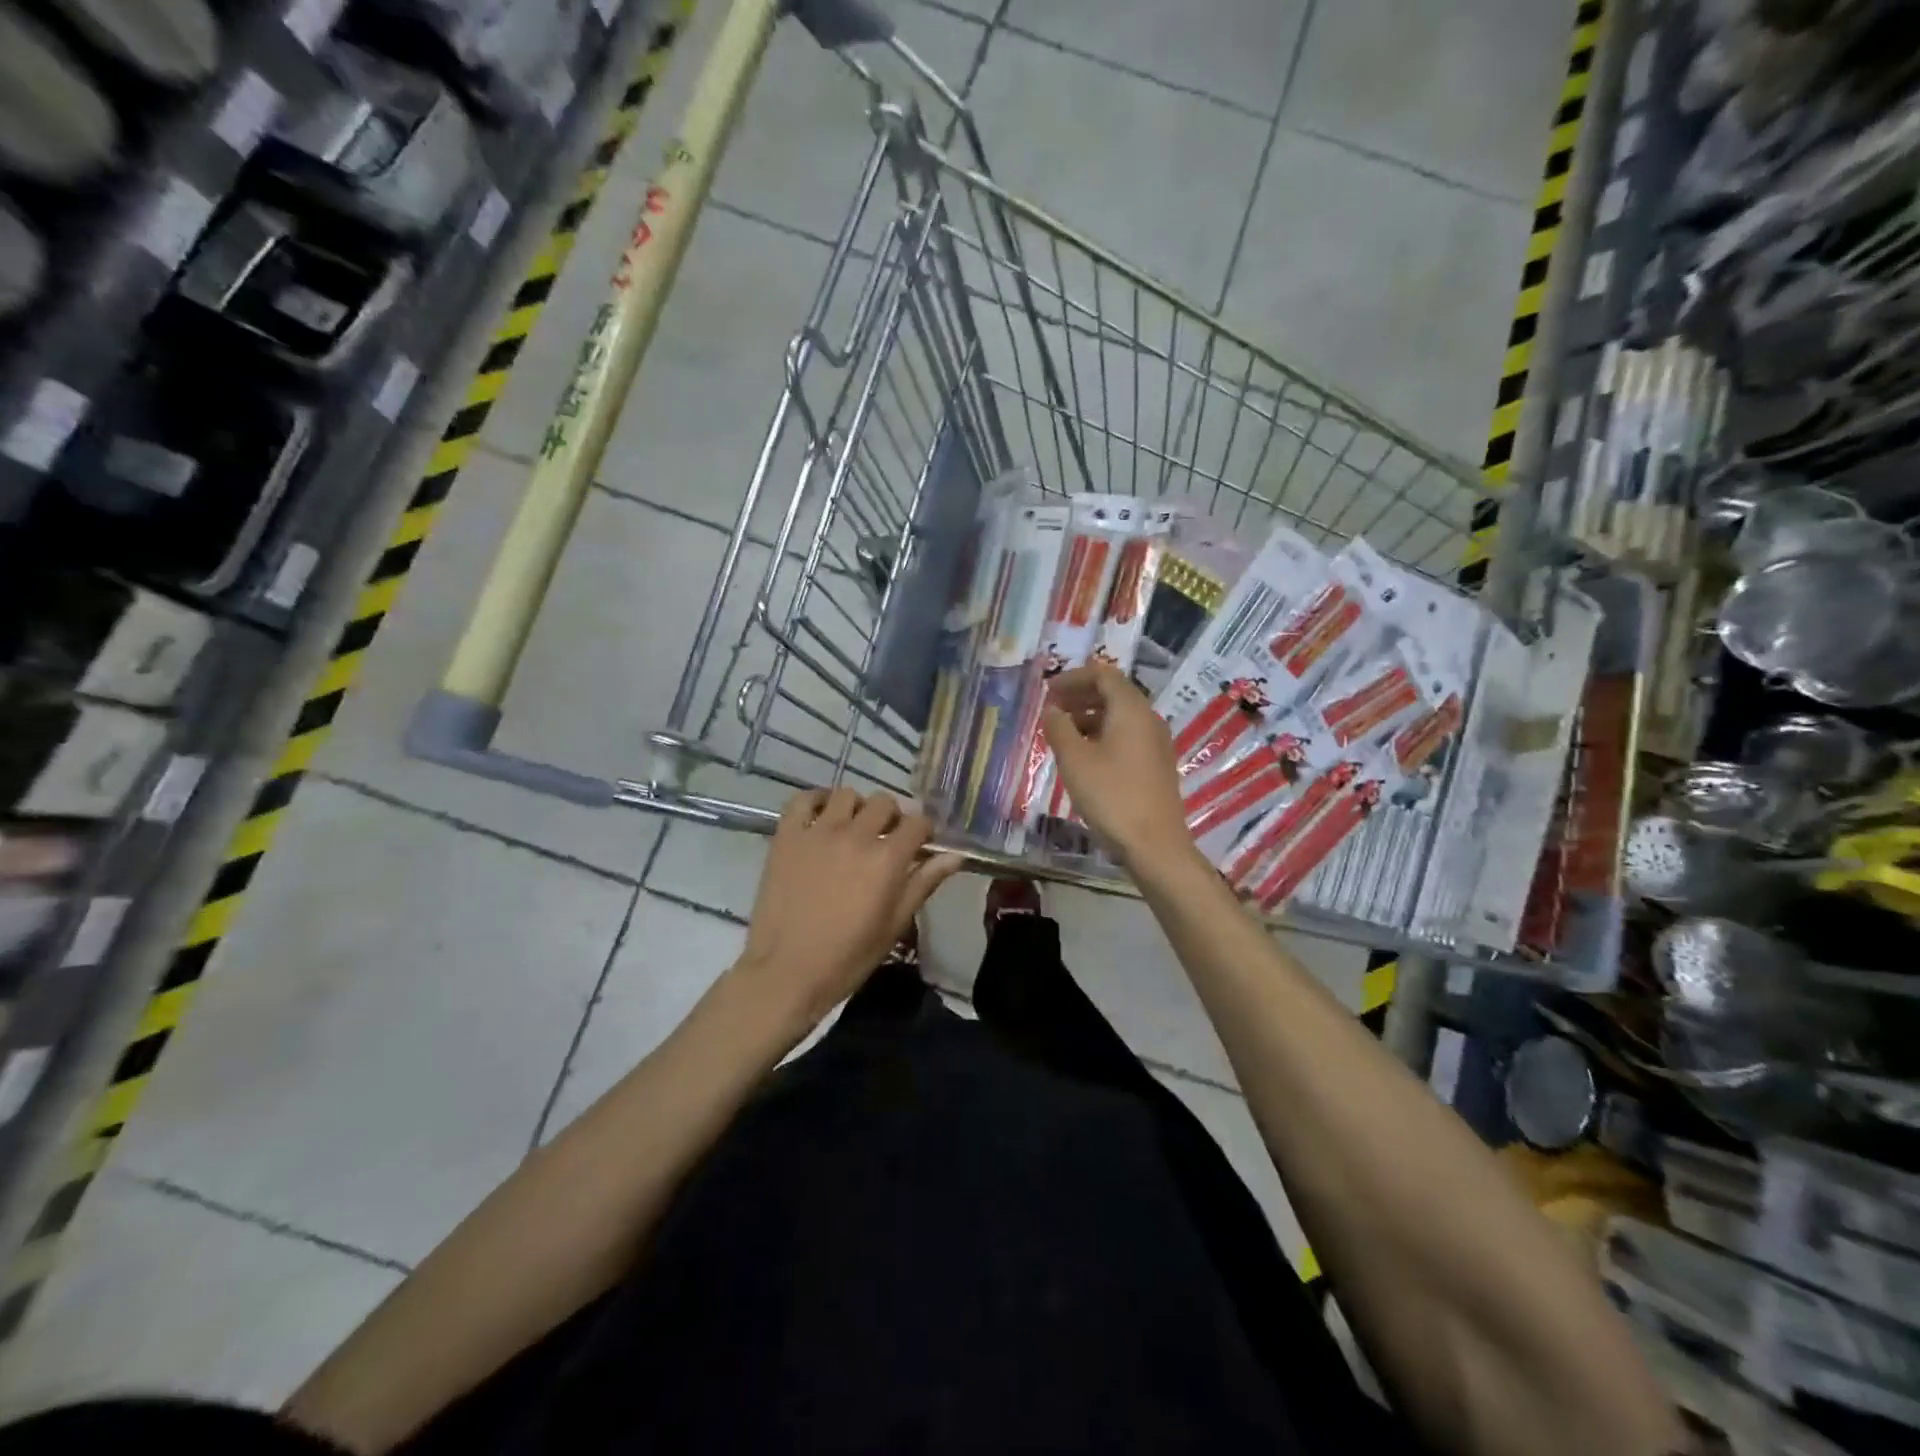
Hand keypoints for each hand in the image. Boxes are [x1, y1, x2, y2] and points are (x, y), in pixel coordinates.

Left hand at [735, 788, 962, 1027]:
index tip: (920, 844)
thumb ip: (924, 883)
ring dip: (857, 808)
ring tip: (852, 829)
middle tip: (886, 838)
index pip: (918, 822)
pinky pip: (802, 799)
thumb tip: (955, 856)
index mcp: (887, 859)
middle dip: (892, 817)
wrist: (786, 972)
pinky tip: (821, 817)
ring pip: (846, 795)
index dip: (924, 831)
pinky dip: (815, 801)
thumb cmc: (847, 957)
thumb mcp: (895, 924)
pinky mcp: (787, 836)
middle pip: (884, 802)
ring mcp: (818, 832)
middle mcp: (855, 835)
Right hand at [1041, 663, 1194, 868]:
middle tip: (1052, 709)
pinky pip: (1127, 736)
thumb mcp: (1075, 760)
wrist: (1154, 844)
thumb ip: (1059, 728)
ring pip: (1120, 716)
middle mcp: (1149, 719)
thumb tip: (1052, 710)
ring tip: (1062, 733)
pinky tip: (1084, 756)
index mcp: (1131, 710)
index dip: (1073, 677)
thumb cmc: (1111, 796)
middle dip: (1080, 695)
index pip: (1104, 674)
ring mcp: (1156, 743)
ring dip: (1090, 716)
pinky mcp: (1156, 765)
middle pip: (1114, 693)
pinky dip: (1103, 734)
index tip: (1048, 691)